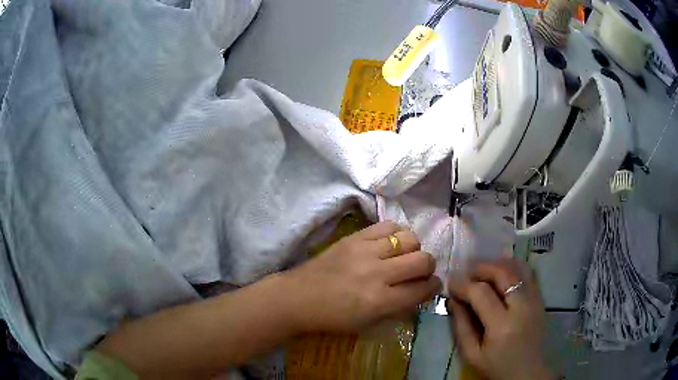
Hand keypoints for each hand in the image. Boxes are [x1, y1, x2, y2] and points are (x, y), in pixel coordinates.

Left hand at [280, 221, 440, 332]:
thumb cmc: (332, 317)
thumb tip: (419, 293)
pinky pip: (387, 225)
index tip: (433, 286)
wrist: (298, 297)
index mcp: (380, 301)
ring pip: (409, 239)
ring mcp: (365, 251)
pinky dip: (396, 233)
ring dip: (414, 248)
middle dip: (428, 267)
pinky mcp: (354, 236)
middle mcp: (377, 273)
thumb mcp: (368, 323)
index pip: (422, 289)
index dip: (434, 287)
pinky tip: (391, 242)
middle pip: (422, 260)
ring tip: (405, 255)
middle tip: (420, 271)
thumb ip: (397, 308)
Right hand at [446, 258, 549, 379]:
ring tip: (484, 271)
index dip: (463, 284)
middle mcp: (522, 307)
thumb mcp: (472, 354)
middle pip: (503, 273)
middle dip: (481, 268)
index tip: (451, 283)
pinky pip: (529, 273)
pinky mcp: (541, 299)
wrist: (528, 373)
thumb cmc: (497, 367)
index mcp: (502, 326)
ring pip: (519, 268)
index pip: (481, 293)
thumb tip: (453, 300)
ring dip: (498, 264)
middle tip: (467, 271)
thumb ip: (461, 326)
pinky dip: (514, 267)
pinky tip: (503, 273)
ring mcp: (535, 300)